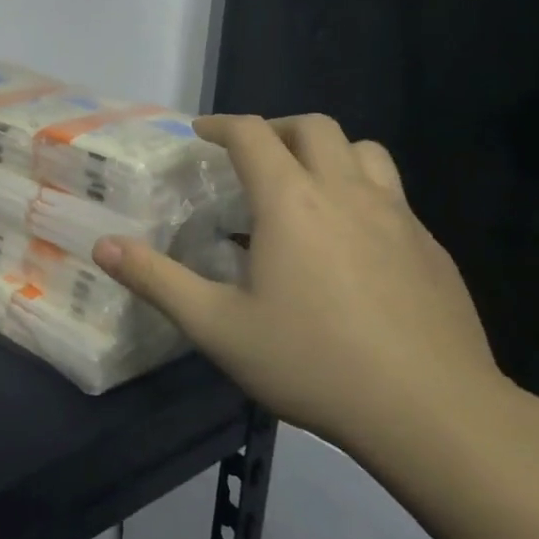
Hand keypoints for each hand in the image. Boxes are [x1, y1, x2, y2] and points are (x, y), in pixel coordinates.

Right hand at [95, 114, 510, 460]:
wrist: (435, 414)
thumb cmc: (314, 362)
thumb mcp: (217, 327)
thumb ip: (156, 280)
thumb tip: (103, 246)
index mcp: (291, 202)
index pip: (253, 134)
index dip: (222, 124)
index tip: (201, 133)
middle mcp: (347, 194)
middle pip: (316, 127)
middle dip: (277, 128)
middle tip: (251, 157)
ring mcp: (399, 219)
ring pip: (366, 152)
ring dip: (328, 153)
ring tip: (305, 187)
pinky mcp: (433, 250)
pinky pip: (394, 197)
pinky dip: (362, 195)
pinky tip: (350, 247)